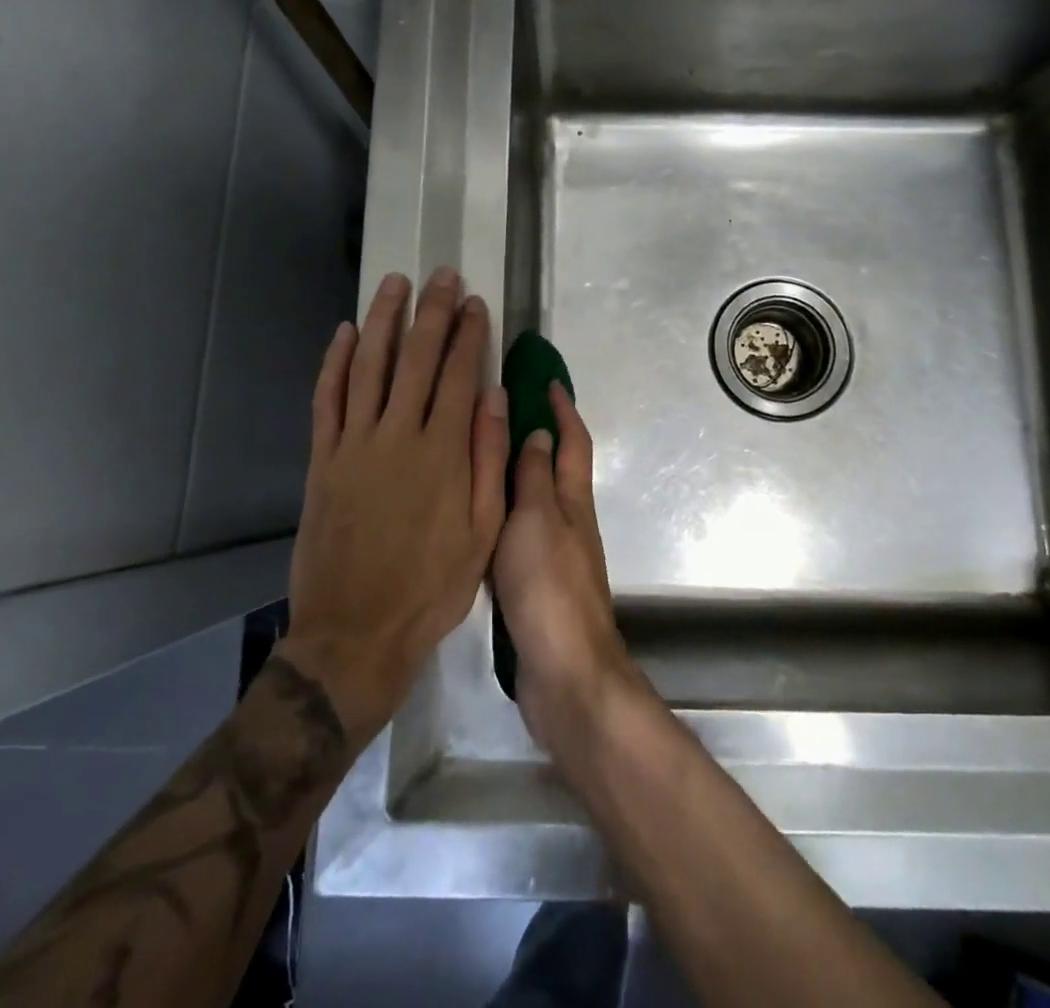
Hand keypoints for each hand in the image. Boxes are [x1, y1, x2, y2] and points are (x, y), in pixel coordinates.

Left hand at [277, 270, 509, 746]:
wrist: (355, 632)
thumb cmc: (431, 586)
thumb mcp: (482, 532)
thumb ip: (490, 460)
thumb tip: (496, 398)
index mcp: (443, 453)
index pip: (460, 375)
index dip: (469, 334)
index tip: (475, 302)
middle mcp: (398, 435)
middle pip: (417, 358)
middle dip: (432, 311)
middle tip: (442, 275)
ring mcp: (354, 444)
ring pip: (368, 365)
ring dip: (382, 320)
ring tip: (395, 283)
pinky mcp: (322, 459)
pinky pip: (327, 398)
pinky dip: (334, 362)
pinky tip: (343, 334)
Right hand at [492, 383, 639, 754]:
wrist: (564, 671)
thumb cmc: (549, 586)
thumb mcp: (537, 519)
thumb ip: (533, 477)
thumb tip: (537, 432)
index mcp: (571, 500)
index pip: (572, 441)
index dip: (563, 408)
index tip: (548, 379)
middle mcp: (568, 520)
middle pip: (556, 466)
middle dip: (538, 434)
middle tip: (501, 410)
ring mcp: (554, 553)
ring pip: (536, 498)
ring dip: (518, 471)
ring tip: (479, 455)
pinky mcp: (537, 583)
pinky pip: (521, 532)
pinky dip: (504, 511)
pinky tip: (477, 515)